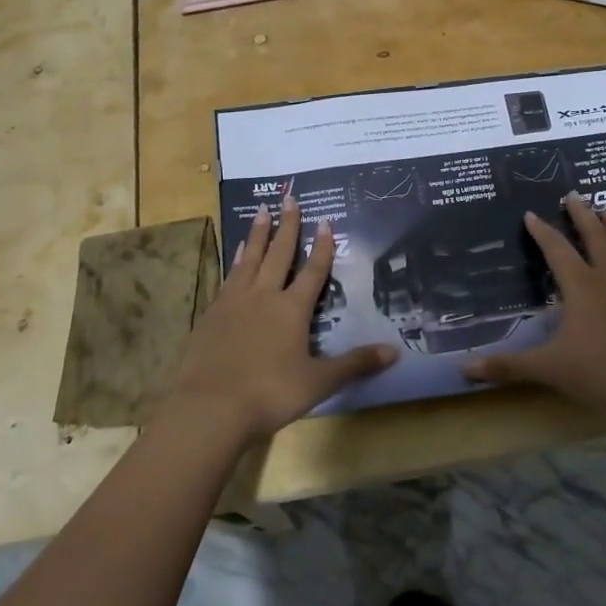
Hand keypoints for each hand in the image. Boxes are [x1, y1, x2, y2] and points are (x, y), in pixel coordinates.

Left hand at [167, 197, 395, 444]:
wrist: (210, 407)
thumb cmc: (269, 394)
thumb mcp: (318, 382)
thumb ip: (355, 364)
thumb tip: (395, 351)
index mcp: (292, 309)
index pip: (312, 271)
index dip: (322, 247)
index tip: (325, 220)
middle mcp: (263, 296)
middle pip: (278, 254)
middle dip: (288, 226)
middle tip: (290, 198)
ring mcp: (233, 302)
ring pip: (249, 258)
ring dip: (258, 234)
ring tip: (261, 211)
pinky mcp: (211, 314)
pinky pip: (228, 276)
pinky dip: (235, 260)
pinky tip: (235, 254)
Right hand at [465, 193, 605, 419]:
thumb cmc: (599, 373)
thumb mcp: (547, 369)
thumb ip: (506, 366)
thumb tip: (462, 368)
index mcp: (581, 287)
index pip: (556, 250)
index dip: (542, 231)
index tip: (530, 213)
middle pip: (595, 239)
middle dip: (582, 215)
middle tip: (574, 194)